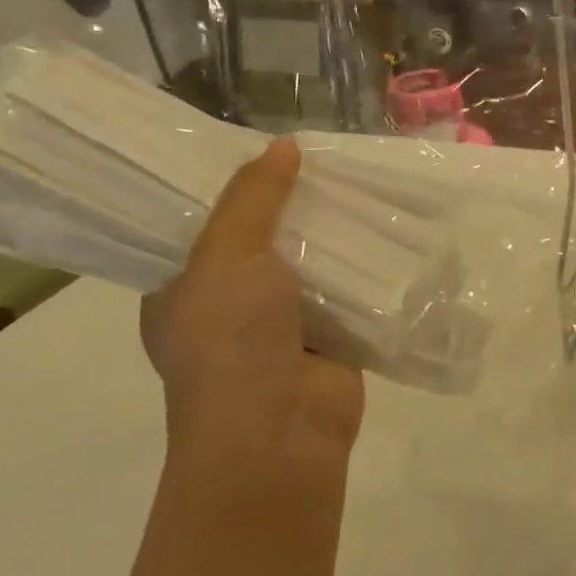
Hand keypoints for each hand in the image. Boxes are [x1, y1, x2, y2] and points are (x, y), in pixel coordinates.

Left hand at [141, 138, 364, 465]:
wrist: (278, 431)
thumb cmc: (229, 339)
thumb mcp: (226, 255)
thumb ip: (253, 198)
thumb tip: (282, 144)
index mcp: (184, 289)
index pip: (205, 225)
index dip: (233, 188)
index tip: (266, 152)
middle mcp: (230, 305)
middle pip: (265, 240)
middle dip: (295, 206)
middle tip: (326, 159)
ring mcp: (283, 324)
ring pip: (312, 264)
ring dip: (335, 234)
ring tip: (364, 182)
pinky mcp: (332, 337)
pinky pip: (350, 290)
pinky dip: (367, 266)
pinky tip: (391, 229)